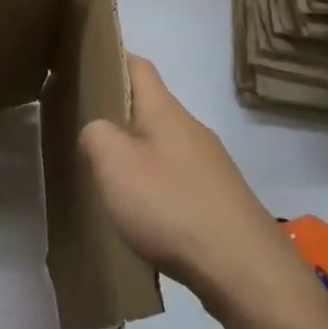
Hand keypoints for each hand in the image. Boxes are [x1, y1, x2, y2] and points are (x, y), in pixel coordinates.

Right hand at [78, 55, 303, 315]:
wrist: (245, 269)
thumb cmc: (171, 206)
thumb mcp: (113, 164)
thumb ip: (95, 135)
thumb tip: (97, 131)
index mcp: (165, 111)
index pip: (138, 65)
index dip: (110, 58)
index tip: (82, 66)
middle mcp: (192, 129)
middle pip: (151, 106)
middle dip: (118, 112)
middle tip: (82, 129)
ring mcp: (211, 165)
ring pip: (164, 144)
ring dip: (136, 151)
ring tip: (106, 175)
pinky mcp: (221, 199)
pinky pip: (178, 177)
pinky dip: (155, 184)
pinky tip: (142, 212)